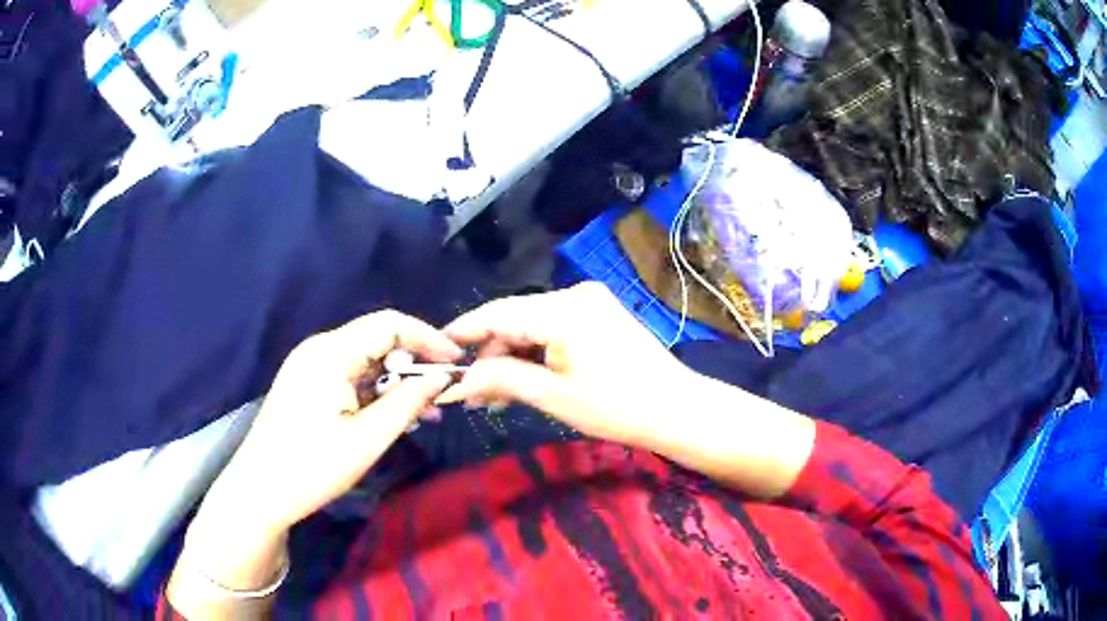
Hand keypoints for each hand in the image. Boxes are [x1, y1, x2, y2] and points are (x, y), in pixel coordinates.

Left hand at [177, 311, 460, 598]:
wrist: (259, 492)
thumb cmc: (312, 467)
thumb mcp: (366, 440)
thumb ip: (406, 403)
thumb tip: (441, 379)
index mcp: (329, 353)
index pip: (389, 324)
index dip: (427, 338)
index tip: (456, 364)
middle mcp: (317, 349)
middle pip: (376, 339)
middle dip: (413, 363)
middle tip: (440, 396)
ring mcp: (308, 366)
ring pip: (364, 360)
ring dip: (395, 381)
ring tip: (423, 413)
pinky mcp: (305, 384)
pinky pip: (348, 376)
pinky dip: (374, 391)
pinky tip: (390, 415)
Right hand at [441, 283, 815, 499]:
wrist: (675, 408)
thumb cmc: (616, 407)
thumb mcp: (552, 396)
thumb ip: (501, 379)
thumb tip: (459, 381)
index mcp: (563, 309)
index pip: (497, 313)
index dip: (463, 331)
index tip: (436, 350)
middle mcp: (575, 294)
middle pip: (514, 318)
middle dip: (490, 353)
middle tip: (472, 392)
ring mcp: (589, 301)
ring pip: (532, 324)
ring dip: (512, 355)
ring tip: (497, 395)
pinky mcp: (598, 313)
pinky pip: (552, 327)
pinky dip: (535, 351)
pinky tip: (525, 378)